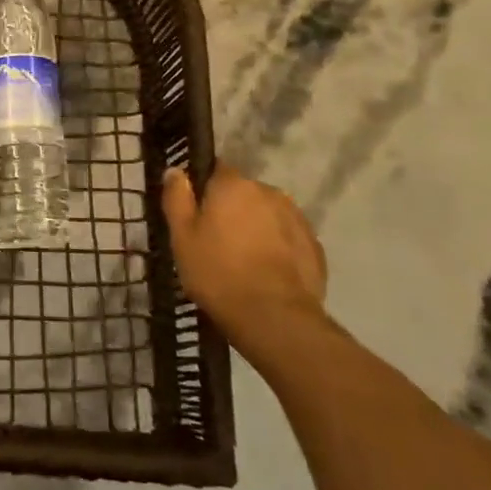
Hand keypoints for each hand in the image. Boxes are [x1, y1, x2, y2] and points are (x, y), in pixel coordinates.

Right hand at [162, 163, 327, 364]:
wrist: (275, 319)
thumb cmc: (219, 273)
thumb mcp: (182, 237)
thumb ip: (177, 198)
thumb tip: (175, 170)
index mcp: (233, 185)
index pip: (216, 170)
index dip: (205, 190)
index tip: (197, 214)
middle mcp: (268, 191)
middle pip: (244, 194)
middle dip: (232, 211)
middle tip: (218, 242)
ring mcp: (296, 218)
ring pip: (268, 215)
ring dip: (257, 228)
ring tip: (245, 262)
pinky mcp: (314, 246)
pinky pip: (288, 238)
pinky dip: (278, 249)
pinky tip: (267, 274)